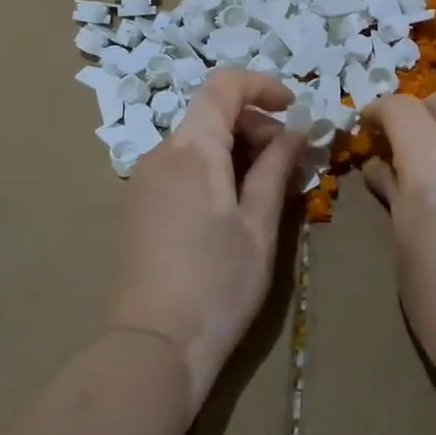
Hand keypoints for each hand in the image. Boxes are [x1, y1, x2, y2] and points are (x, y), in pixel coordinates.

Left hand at [109, 69, 304, 411]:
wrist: (151, 349)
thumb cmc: (217, 285)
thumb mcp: (258, 225)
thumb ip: (276, 168)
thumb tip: (296, 130)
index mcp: (192, 149)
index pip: (224, 85)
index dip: (262, 85)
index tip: (293, 108)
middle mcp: (162, 153)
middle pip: (212, 113)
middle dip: (257, 124)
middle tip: (292, 161)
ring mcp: (145, 179)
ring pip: (198, 142)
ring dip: (237, 149)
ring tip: (269, 188)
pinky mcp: (139, 205)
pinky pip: (182, 167)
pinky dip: (214, 168)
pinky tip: (235, 206)